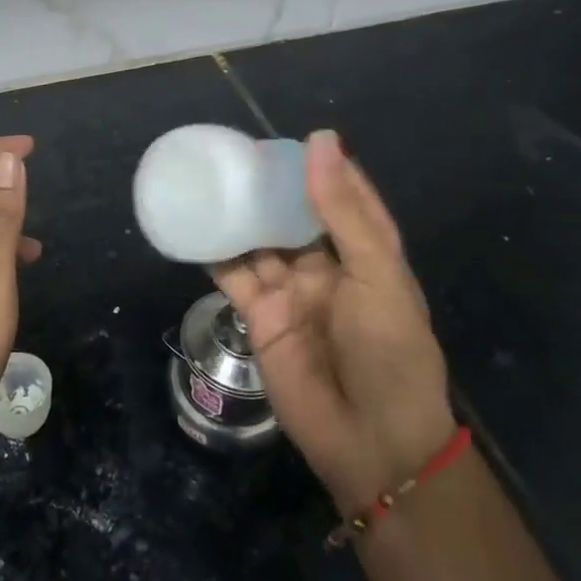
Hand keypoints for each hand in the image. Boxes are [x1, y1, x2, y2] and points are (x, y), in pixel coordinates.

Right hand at [212, 131, 454, 511]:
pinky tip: (193, 225)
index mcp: (366, 254)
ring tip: (210, 178)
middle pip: (295, 216)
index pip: (346, 198)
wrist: (370, 440)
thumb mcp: (375, 273)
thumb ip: (342, 209)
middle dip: (271, 188)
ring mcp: (292, 292)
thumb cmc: (388, 349)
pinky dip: (213, 252)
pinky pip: (233, 276)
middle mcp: (328, 267)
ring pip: (260, 241)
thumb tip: (320, 140)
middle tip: (238, 154)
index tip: (297, 140)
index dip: (325, 169)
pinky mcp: (261, 317)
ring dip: (239, 214)